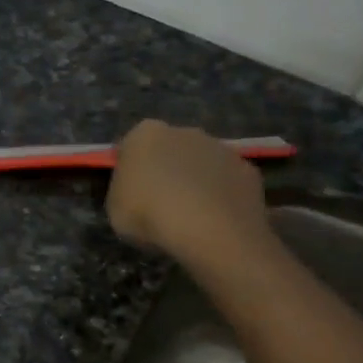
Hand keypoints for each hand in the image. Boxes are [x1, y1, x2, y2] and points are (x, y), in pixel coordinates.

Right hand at [106, 120, 272, 268]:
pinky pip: (227, 182)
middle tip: (161, 203)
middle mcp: (185, 131)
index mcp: (145, 134)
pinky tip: (215, 220)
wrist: (208, 230)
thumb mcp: (114, 208)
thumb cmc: (149, 214)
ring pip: (202, 163)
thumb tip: (135, 189)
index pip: (131, 146)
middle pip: (170, 149)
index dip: (130, 169)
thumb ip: (123, 190)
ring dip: (196, 181)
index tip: (130, 192)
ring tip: (191, 216)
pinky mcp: (248, 170)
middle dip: (167, 169)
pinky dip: (221, 196)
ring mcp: (221, 148)